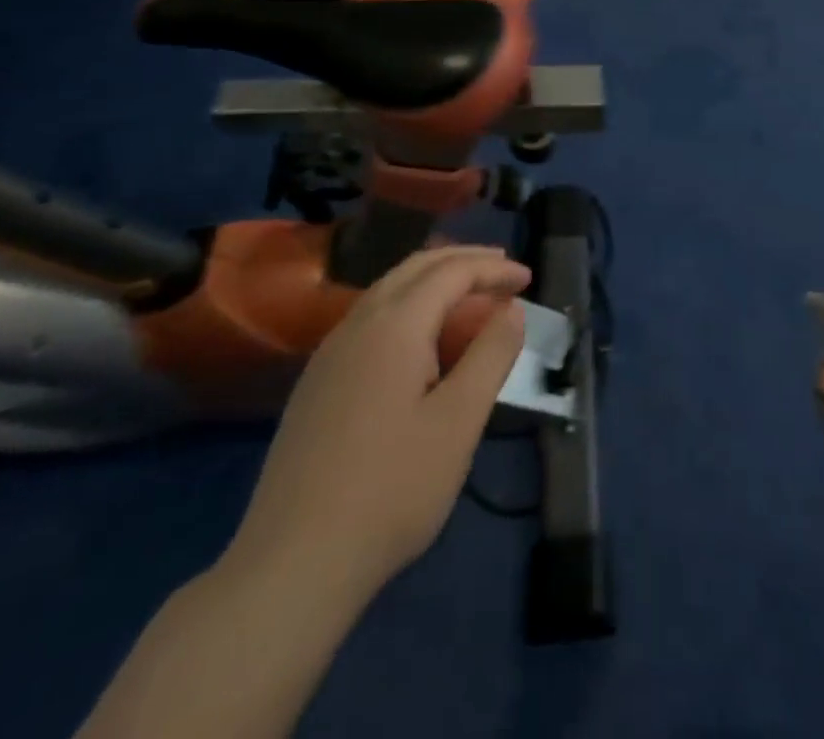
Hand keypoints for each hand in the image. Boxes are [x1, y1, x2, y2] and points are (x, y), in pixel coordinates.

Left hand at [222, 246, 529, 604]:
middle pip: (416, 267)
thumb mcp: (458, 422)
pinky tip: (420, 339)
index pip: (452, 272)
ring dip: (434, 281)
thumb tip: (512, 308)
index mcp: (395, 324)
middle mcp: (358, 323)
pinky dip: (408, 306)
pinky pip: (370, 317)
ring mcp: (330, 352)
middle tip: (503, 271)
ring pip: (388, 289)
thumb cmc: (392, 489)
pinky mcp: (317, 381)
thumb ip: (490, 355)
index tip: (529, 278)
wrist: (293, 562)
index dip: (494, 269)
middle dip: (463, 261)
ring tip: (470, 297)